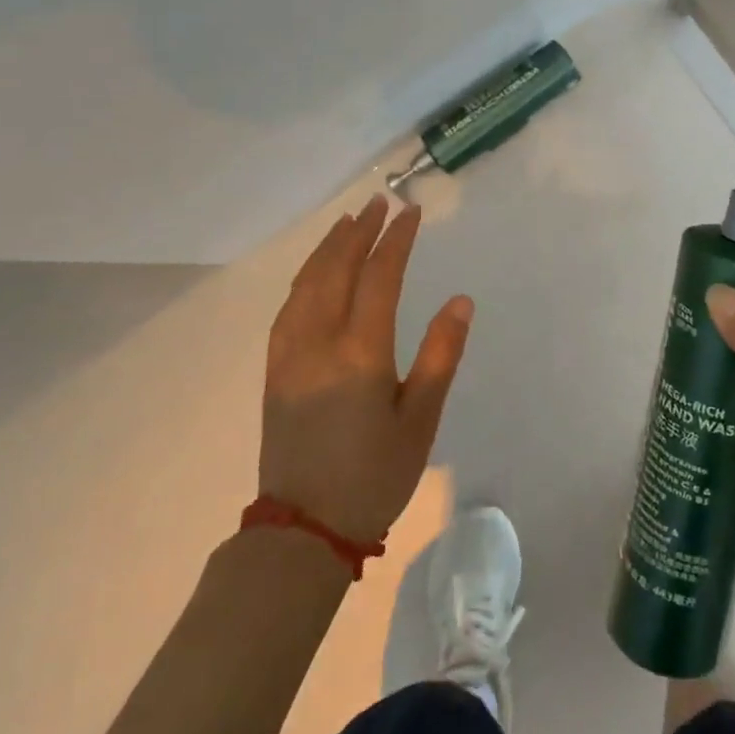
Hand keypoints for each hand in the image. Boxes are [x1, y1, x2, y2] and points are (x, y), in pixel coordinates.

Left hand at [259, 194, 473, 545]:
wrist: (304, 529)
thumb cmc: (373, 475)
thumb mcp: (421, 420)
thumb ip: (441, 355)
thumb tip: (460, 301)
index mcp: (360, 353)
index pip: (379, 278)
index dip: (395, 241)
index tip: (410, 213)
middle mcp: (319, 342)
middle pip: (337, 270)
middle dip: (359, 232)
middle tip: (378, 204)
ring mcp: (290, 355)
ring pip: (307, 284)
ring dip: (328, 248)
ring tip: (347, 223)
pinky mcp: (275, 371)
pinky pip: (288, 308)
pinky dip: (305, 277)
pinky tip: (314, 272)